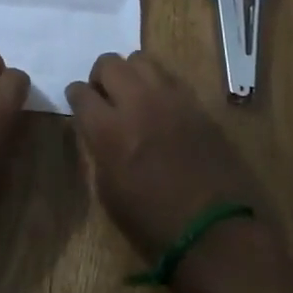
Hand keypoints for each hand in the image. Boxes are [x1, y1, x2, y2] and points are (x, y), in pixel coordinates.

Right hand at [67, 52, 267, 258]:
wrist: (216, 233)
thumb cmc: (154, 224)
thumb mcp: (109, 193)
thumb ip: (99, 150)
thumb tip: (97, 130)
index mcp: (110, 130)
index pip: (80, 92)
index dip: (76, 97)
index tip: (79, 104)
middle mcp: (138, 103)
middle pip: (108, 63)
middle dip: (100, 77)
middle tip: (105, 97)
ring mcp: (170, 99)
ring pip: (140, 59)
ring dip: (130, 74)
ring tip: (134, 96)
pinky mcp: (196, 103)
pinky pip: (169, 77)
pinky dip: (157, 85)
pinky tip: (160, 106)